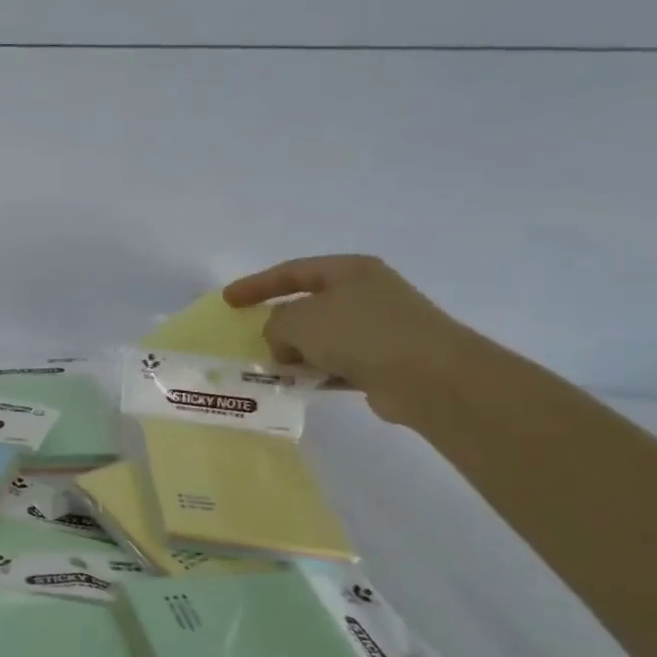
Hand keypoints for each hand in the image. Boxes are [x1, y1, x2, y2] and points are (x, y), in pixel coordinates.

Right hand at [222, 255, 484, 421]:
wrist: (429, 376)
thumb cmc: (360, 334)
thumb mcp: (299, 321)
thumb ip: (275, 325)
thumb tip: (283, 341)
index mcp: (349, 270)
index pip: (292, 272)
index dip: (256, 285)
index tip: (227, 301)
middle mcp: (366, 293)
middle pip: (309, 304)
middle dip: (279, 323)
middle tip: (253, 340)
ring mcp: (380, 327)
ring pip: (323, 337)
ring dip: (297, 352)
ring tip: (273, 370)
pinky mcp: (386, 361)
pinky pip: (339, 363)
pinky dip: (318, 372)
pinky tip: (301, 386)